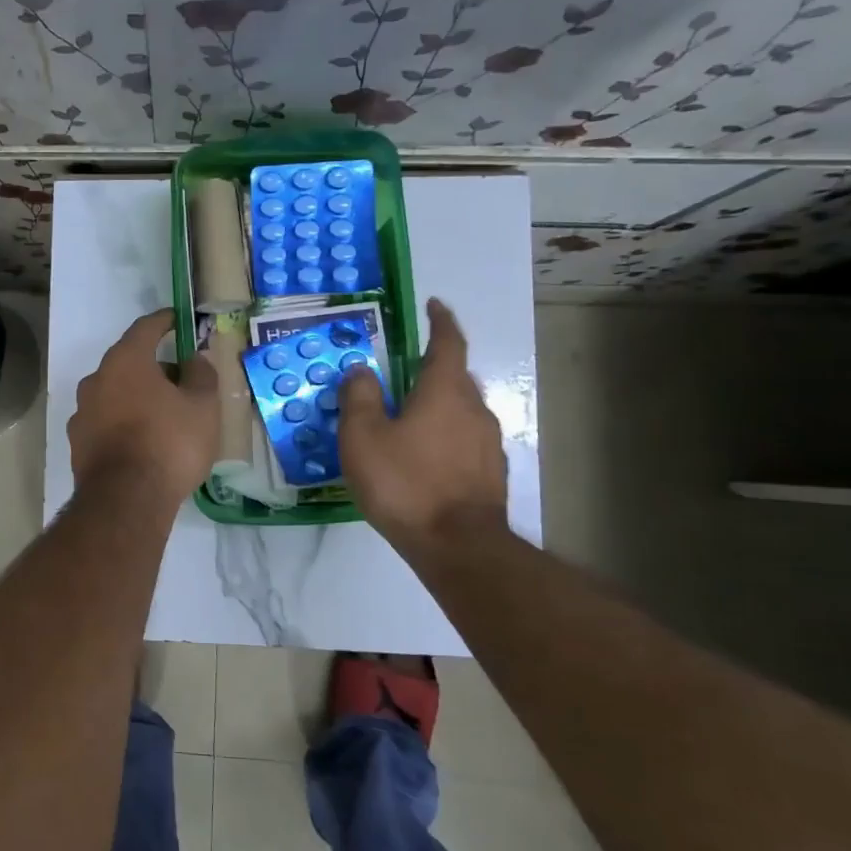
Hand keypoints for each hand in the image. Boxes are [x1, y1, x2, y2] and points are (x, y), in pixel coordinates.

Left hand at [69, 309, 218, 504]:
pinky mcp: (78, 443)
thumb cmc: (169, 443)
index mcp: (125, 361)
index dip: (164, 321)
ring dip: (137, 397)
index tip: (177, 320)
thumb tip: (195, 358)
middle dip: (154, 367)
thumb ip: (201, 375)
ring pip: (115, 393)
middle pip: (128, 362)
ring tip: (164, 416)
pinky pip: (106, 422)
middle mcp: (96, 380)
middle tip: (181, 381)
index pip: (145, 328)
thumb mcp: (202, 406)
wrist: (126, 501)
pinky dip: (124, 423)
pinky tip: (143, 442)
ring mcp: (82, 412)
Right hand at [339, 298, 507, 553]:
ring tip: (408, 420)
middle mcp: (474, 409)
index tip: (433, 305)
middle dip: (432, 369)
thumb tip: (363, 369)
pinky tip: (424, 458)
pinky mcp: (490, 473)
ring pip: (461, 410)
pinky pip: (465, 440)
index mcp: (444, 391)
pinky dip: (445, 436)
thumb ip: (360, 396)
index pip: (448, 343)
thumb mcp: (363, 436)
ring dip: (438, 406)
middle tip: (403, 374)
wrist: (457, 545)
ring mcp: (488, 443)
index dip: (440, 321)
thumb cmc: (404, 483)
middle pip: (456, 376)